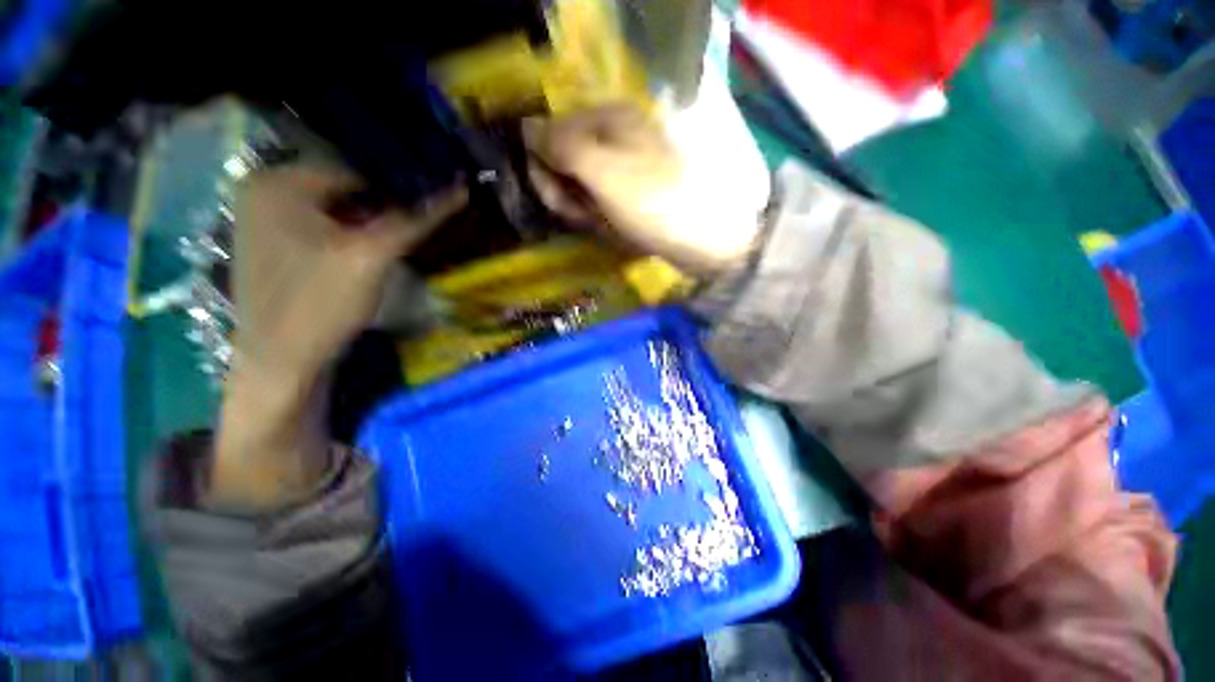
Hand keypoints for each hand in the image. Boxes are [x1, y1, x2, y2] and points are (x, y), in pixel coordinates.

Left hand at [231, 163, 466, 382]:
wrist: (281, 362)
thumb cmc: (322, 303)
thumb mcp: (374, 256)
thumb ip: (416, 221)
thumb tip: (459, 191)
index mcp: (278, 183)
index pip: (357, 173)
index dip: (396, 194)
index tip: (423, 218)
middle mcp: (262, 192)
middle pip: (343, 192)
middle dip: (380, 211)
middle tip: (407, 236)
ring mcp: (262, 221)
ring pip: (334, 212)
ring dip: (367, 226)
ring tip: (389, 249)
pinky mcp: (272, 247)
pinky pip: (320, 229)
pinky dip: (348, 239)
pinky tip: (364, 260)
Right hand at [524, 105, 762, 275]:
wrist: (700, 239)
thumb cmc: (651, 201)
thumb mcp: (602, 170)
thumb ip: (560, 146)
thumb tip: (525, 127)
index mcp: (608, 118)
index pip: (551, 133)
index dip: (545, 168)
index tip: (556, 197)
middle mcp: (615, 136)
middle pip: (566, 162)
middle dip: (567, 194)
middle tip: (585, 214)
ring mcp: (625, 167)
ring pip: (582, 188)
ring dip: (584, 210)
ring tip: (604, 223)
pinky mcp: (632, 194)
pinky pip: (600, 204)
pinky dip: (601, 219)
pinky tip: (614, 228)